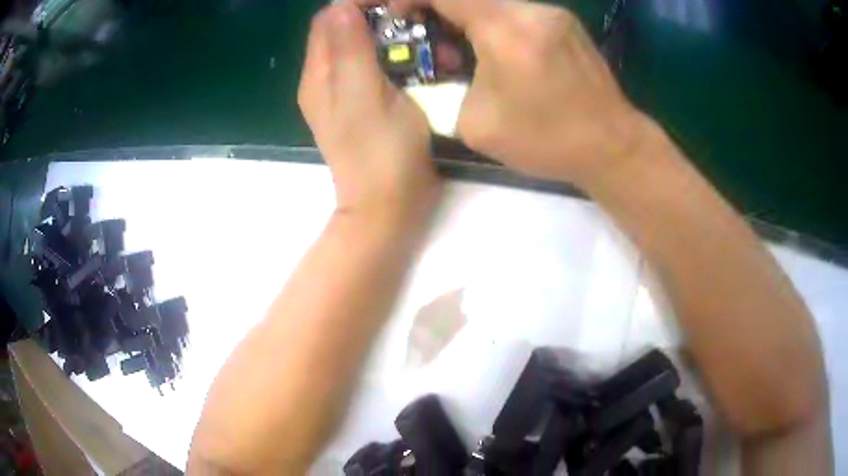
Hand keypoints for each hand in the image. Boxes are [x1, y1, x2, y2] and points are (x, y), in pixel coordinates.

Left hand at [299, 1, 439, 222]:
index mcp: (319, 75)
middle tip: (413, 20)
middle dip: (376, 18)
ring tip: (421, 39)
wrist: (390, 206)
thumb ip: (349, 49)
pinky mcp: (368, 104)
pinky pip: (377, 66)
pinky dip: (396, 56)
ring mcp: (346, 93)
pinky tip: (418, 61)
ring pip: (363, 46)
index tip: (393, 4)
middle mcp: (326, 80)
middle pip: (344, 30)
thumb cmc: (380, 152)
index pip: (328, 19)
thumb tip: (340, 5)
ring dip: (390, 37)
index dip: (356, 4)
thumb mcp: (363, 95)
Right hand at [397, 0, 652, 187]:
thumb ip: (447, 84)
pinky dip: (496, 25)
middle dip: (440, 11)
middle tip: (434, 42)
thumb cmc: (547, 140)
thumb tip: (445, 65)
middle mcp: (530, 10)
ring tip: (468, 54)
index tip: (398, 13)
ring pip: (494, 3)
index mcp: (505, 30)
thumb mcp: (476, 123)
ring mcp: (553, 13)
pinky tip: (501, 55)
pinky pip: (518, 12)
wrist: (612, 146)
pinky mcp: (566, 23)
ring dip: (470, 20)